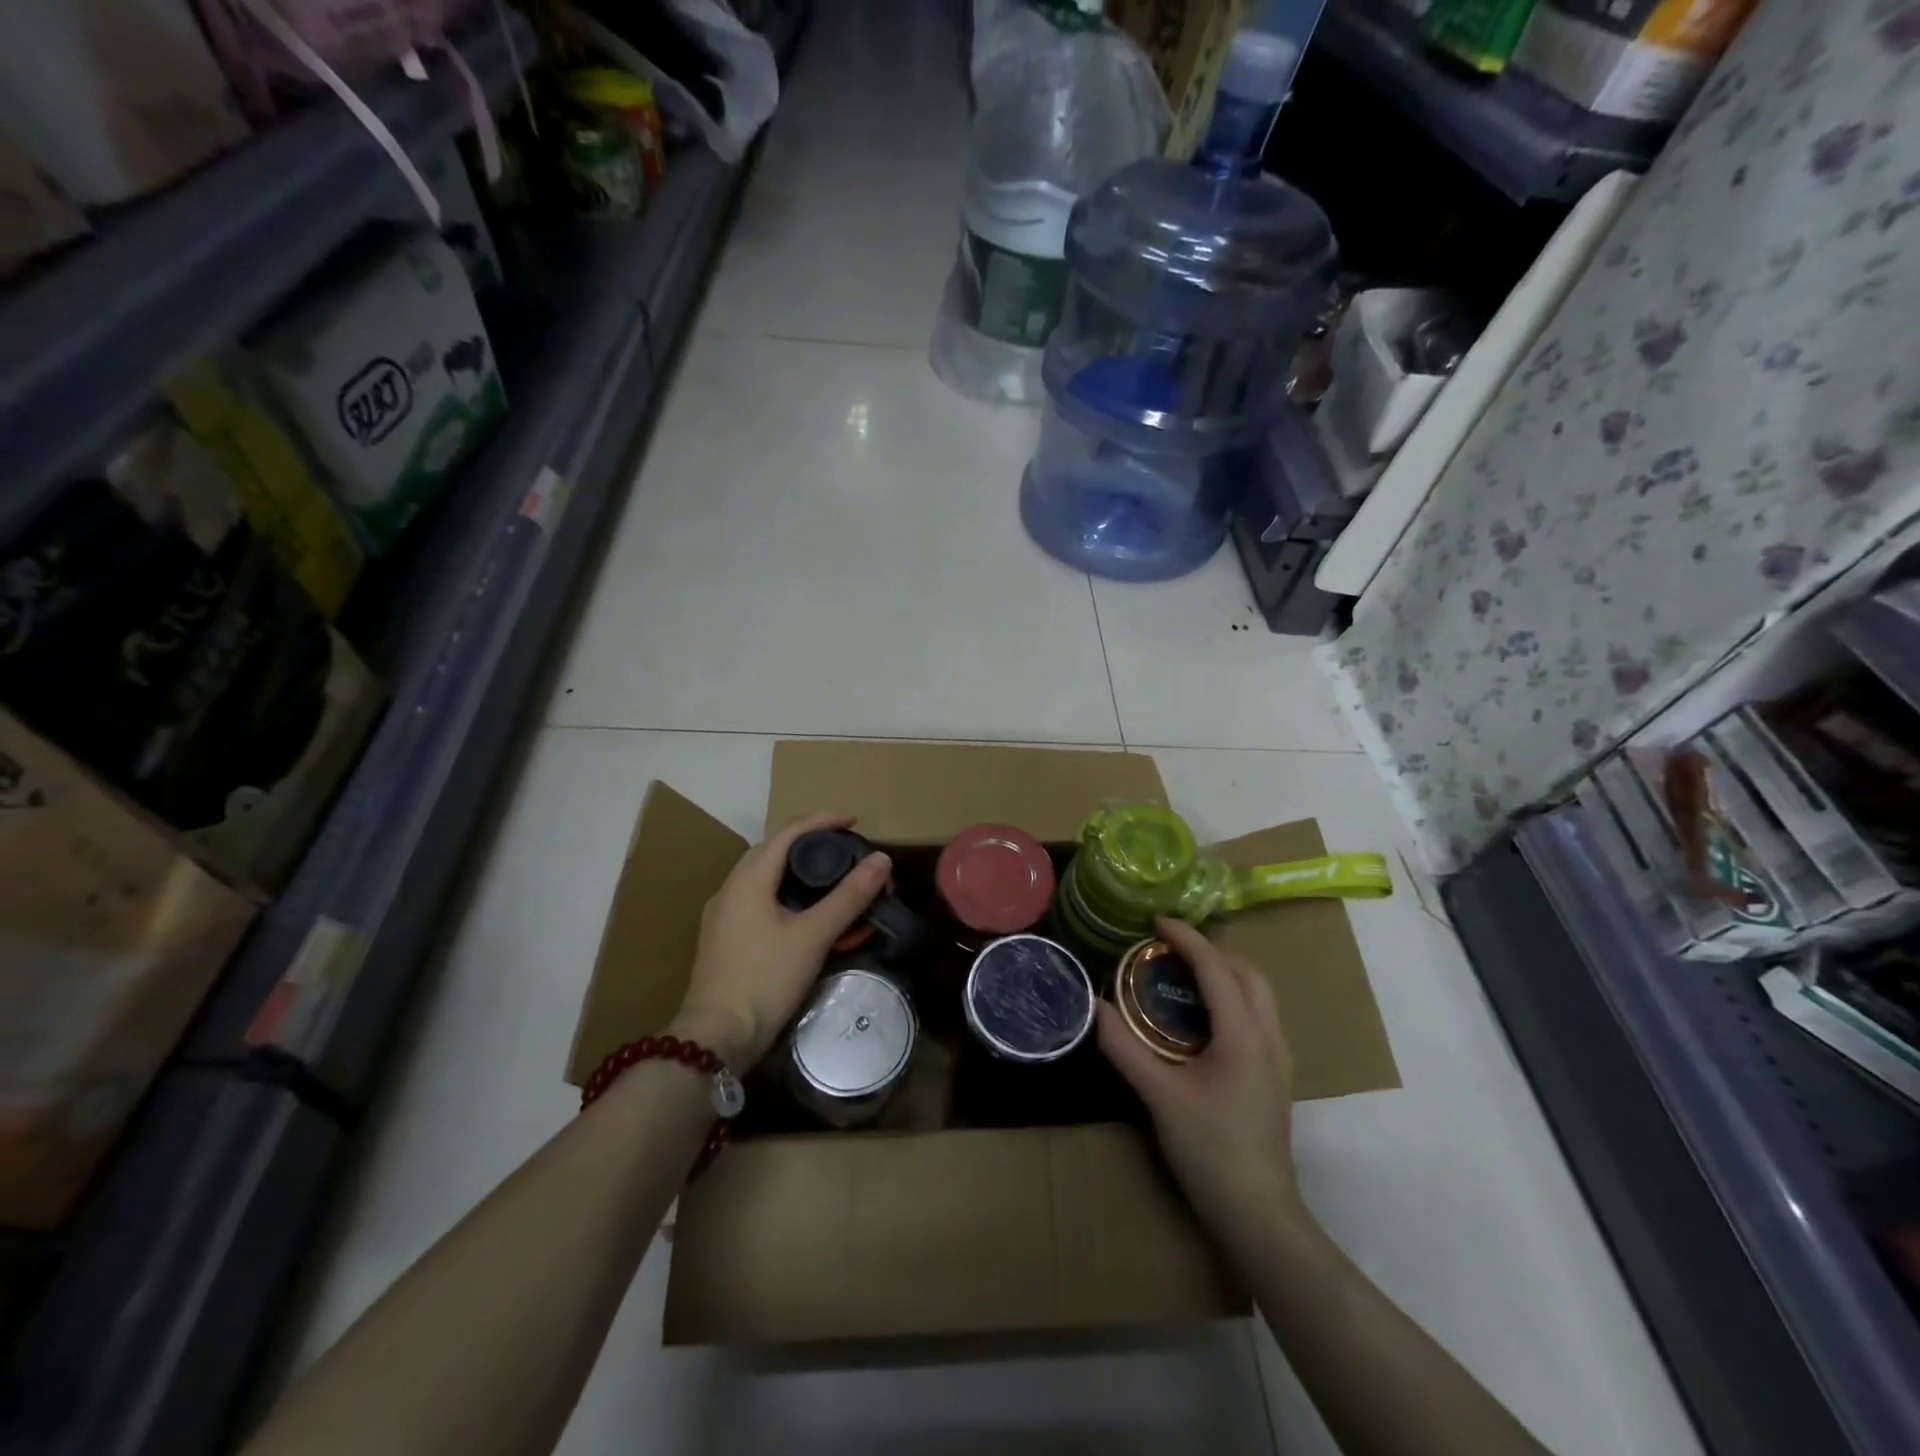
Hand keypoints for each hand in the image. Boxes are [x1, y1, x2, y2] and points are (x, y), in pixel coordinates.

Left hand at [670, 813, 889, 1070]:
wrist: (716, 1038)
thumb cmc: (764, 979)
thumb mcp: (813, 936)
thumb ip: (849, 896)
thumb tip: (882, 859)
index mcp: (748, 878)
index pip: (789, 832)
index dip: (824, 821)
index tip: (856, 821)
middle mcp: (731, 889)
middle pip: (775, 852)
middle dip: (812, 845)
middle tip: (846, 851)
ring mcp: (725, 915)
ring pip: (767, 879)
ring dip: (800, 874)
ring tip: (833, 881)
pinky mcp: (726, 939)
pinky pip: (761, 903)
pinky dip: (789, 899)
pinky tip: (809, 918)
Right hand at [1098, 917, 1303, 1237]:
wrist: (1259, 1213)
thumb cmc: (1209, 1150)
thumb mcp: (1159, 1096)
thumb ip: (1125, 1047)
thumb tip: (1095, 1007)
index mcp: (1243, 1035)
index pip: (1216, 968)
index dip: (1186, 939)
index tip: (1156, 922)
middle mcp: (1269, 1037)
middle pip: (1248, 972)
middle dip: (1211, 951)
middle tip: (1170, 949)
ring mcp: (1279, 1058)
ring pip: (1259, 994)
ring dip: (1224, 972)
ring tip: (1183, 974)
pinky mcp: (1275, 1075)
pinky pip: (1257, 1015)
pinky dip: (1231, 997)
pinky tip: (1202, 1017)